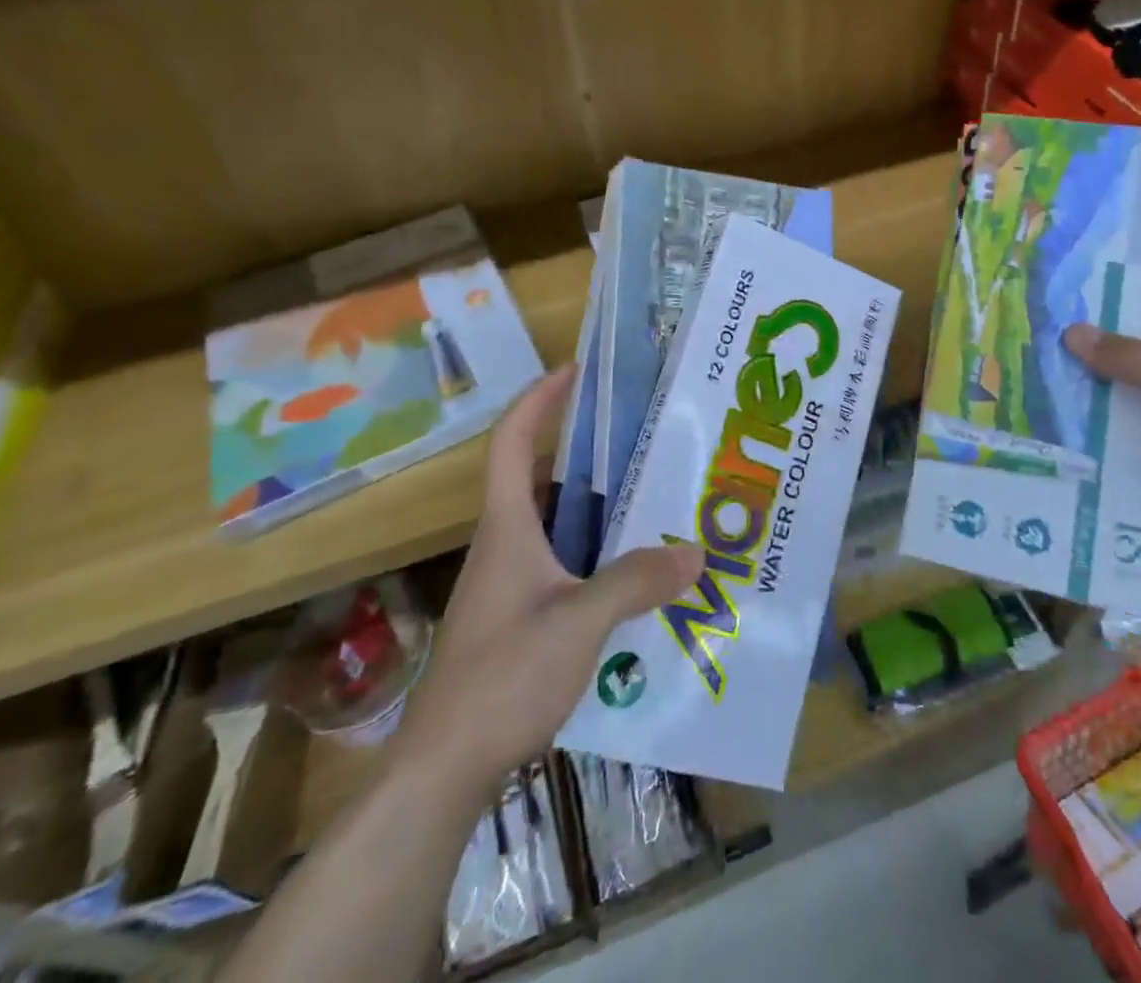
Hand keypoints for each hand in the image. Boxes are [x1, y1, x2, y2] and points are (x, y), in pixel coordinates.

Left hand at [391, 368, 704, 785]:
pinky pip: (566, 564)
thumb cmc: (502, 678)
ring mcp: (511, 584)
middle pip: (541, 478)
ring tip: (655, 499)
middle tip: (643, 440)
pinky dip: (599, 554)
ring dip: (599, 507)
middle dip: (586, 451)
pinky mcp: (520, 617)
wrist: (444, 769)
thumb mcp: (578, 624)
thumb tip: (695, 551)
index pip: (512, 442)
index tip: (574, 372)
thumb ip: (635, 582)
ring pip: (558, 525)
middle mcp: (506, 545)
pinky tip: (639, 574)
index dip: (538, 400)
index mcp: (508, 527)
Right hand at [1062, 311, 1140, 589]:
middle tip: (1048, 335)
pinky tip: (1055, 428)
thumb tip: (1072, 331)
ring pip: (1132, 407)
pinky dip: (1098, 439)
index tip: (1088, 295)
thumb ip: (1134, 361)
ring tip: (1038, 377)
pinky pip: (1126, 447)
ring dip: (1094, 398)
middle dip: (1103, 353)